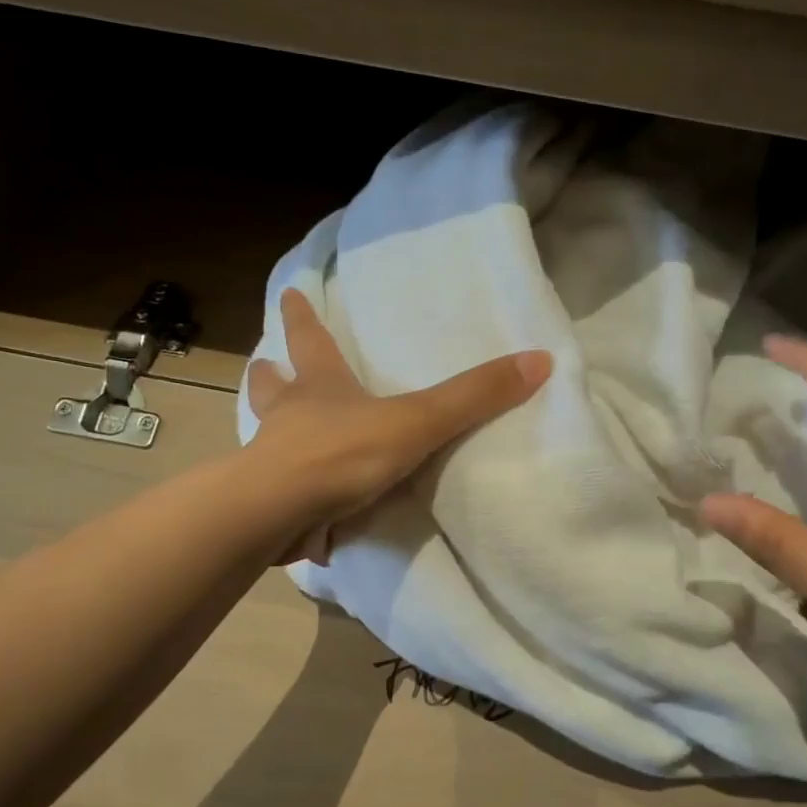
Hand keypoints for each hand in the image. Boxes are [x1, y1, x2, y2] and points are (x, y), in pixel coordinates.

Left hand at [245, 289, 551, 561]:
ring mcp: (271, 462)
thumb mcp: (418, 421)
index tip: (288, 292)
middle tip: (266, 364)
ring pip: (267, 437)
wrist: (279, 514)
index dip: (301, 315)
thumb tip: (540, 359)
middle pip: (271, 387)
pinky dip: (291, 496)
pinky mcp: (270, 505)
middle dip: (271, 374)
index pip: (309, 340)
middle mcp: (289, 417)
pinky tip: (306, 513)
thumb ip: (474, 396)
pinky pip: (282, 495)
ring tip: (278, 434)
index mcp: (319, 387)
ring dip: (272, 430)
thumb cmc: (342, 452)